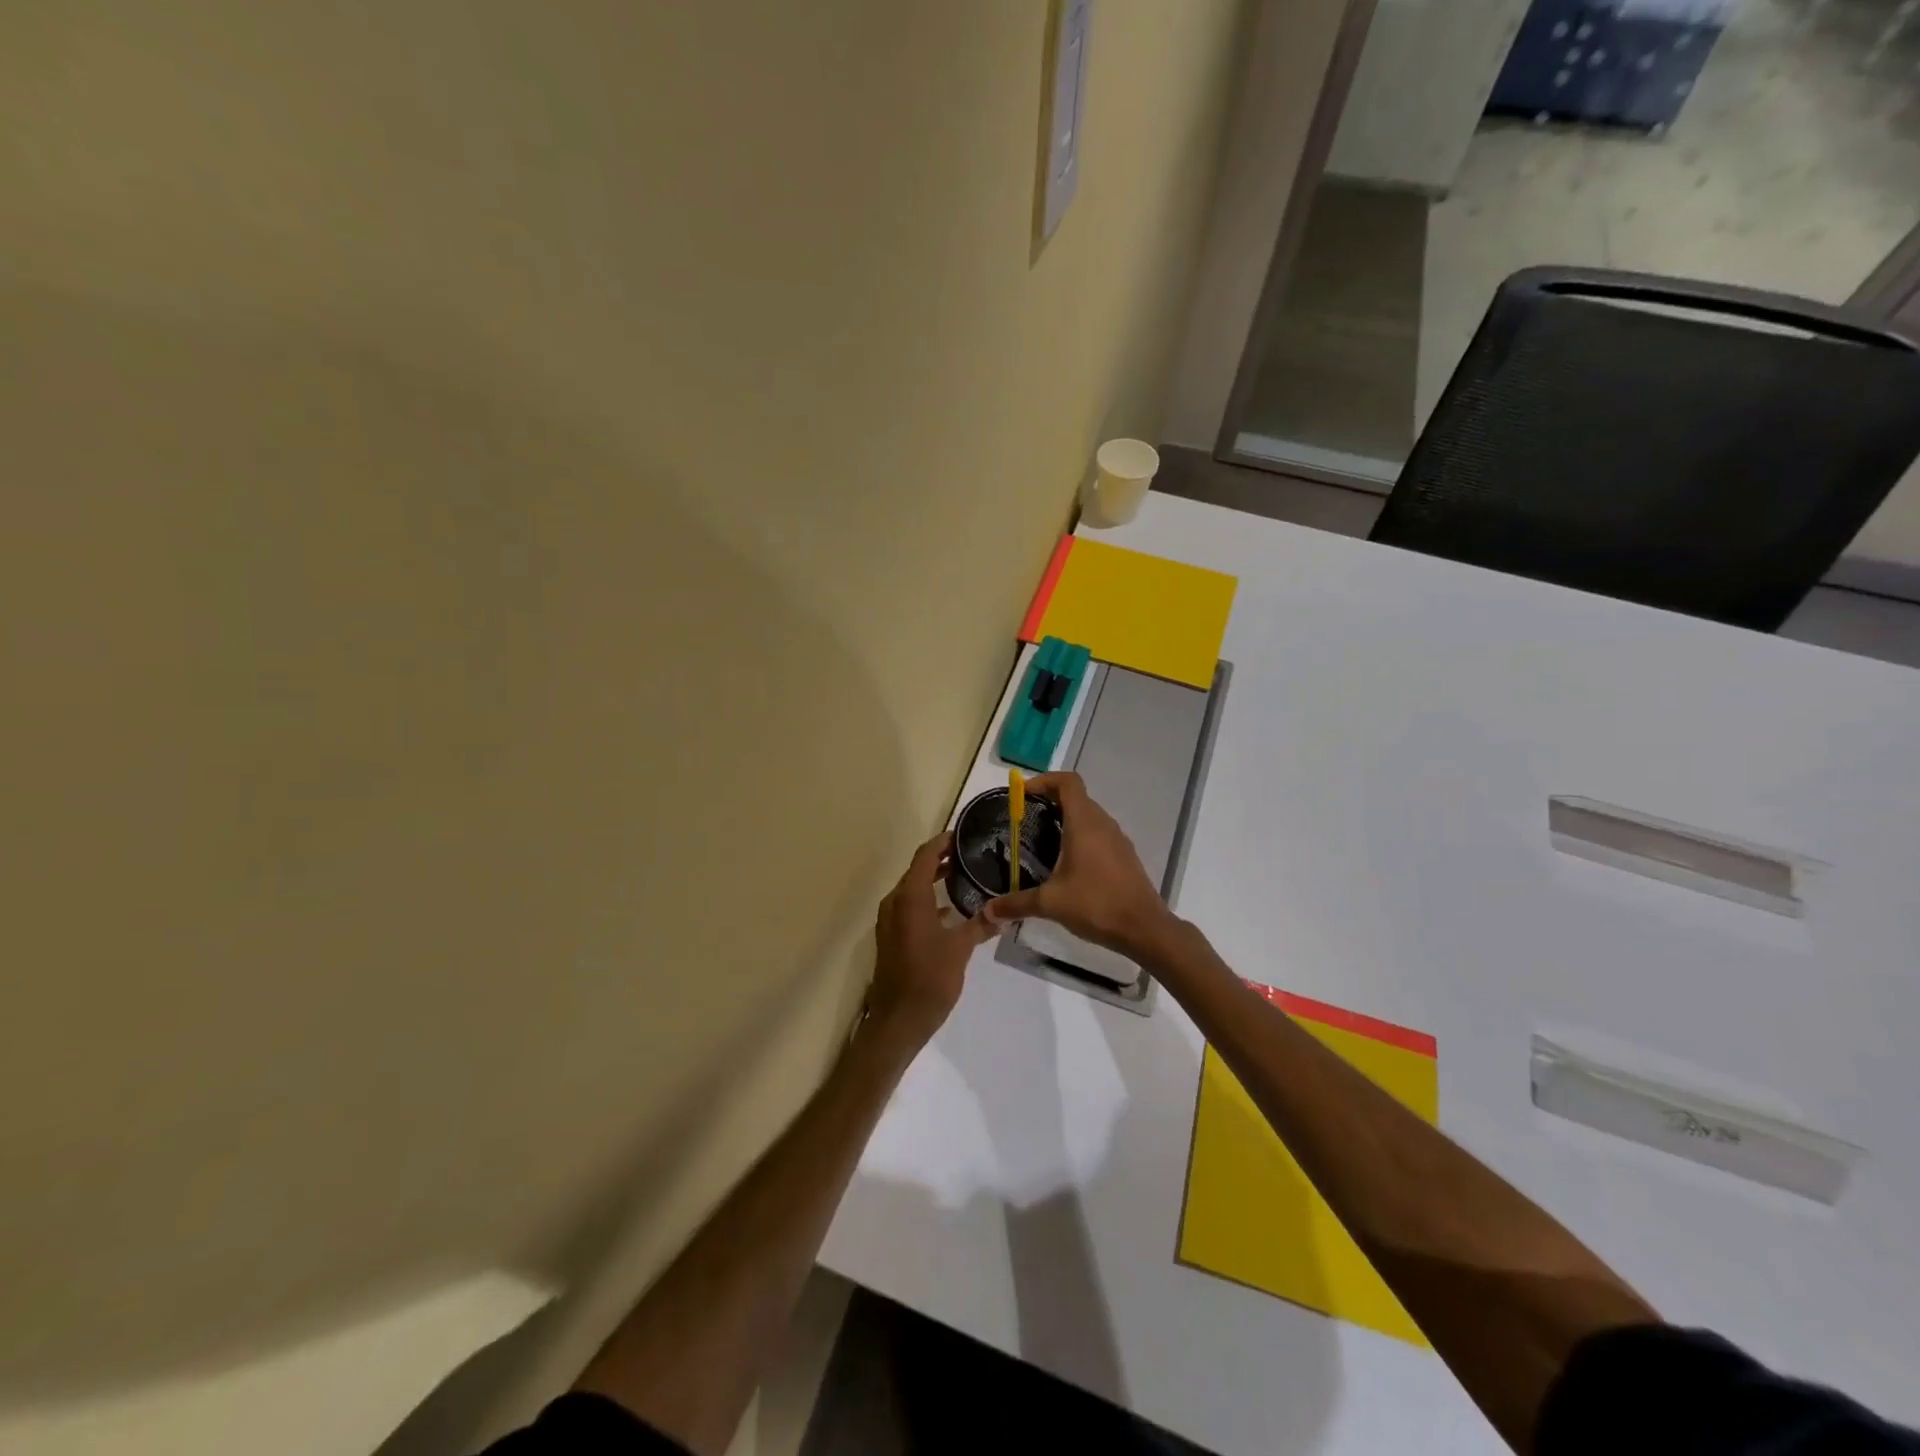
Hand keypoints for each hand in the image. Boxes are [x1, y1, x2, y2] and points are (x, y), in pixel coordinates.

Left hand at [867, 831, 990, 1050]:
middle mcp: (895, 902)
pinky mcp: (891, 935)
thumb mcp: (960, 949)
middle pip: (918, 869)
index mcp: (910, 898)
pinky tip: (952, 909)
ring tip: (966, 876)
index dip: (943, 842)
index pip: (925, 855)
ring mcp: (890, 919)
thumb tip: (1004, 913)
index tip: (965, 835)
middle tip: (972, 854)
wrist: (897, 1020)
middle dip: (942, 859)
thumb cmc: (929, 979)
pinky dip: (928, 899)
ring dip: (934, 879)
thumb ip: (980, 926)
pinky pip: (910, 905)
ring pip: (913, 888)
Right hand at [983, 771, 1173, 957]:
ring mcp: (1117, 839)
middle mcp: (1103, 824)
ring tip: (1041, 841)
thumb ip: (1016, 904)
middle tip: (1024, 819)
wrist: (1144, 928)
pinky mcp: (1124, 856)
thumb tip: (987, 911)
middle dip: (1049, 801)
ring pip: (1088, 816)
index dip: (1044, 780)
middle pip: (1076, 797)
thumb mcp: (1050, 903)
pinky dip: (1079, 837)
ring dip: (1065, 819)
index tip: (1022, 794)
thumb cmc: (1096, 904)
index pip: (1067, 782)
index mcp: (1084, 823)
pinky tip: (1066, 865)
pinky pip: (1098, 834)